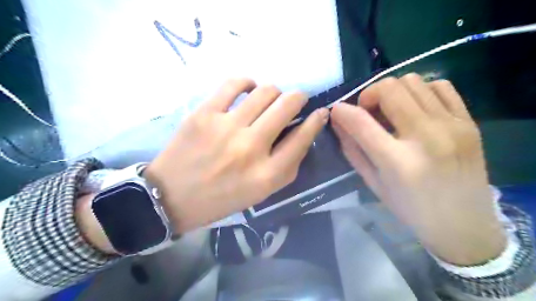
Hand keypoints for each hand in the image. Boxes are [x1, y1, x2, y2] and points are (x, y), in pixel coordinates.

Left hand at [145, 79, 325, 232]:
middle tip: (296, 100)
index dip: (316, 121)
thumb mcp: (261, 192)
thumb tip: (302, 134)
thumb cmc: (221, 199)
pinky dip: (247, 82)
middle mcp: (251, 148)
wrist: (172, 197)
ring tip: (269, 98)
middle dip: (299, 98)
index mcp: (267, 175)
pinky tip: (248, 89)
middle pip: (287, 106)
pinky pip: (234, 83)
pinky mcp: (204, 114)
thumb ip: (286, 166)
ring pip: (265, 91)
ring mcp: (227, 128)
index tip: (320, 112)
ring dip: (274, 91)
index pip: (303, 138)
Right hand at [332, 73, 507, 264]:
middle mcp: (427, 137)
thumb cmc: (410, 209)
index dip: (342, 111)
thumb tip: (339, 121)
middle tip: (367, 111)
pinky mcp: (470, 122)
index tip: (336, 110)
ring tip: (391, 110)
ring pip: (413, 82)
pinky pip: (440, 86)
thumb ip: (353, 149)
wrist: (464, 225)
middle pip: (390, 89)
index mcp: (398, 162)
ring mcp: (453, 126)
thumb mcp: (373, 183)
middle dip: (369, 94)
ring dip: (393, 92)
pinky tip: (415, 108)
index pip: (361, 122)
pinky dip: (420, 91)